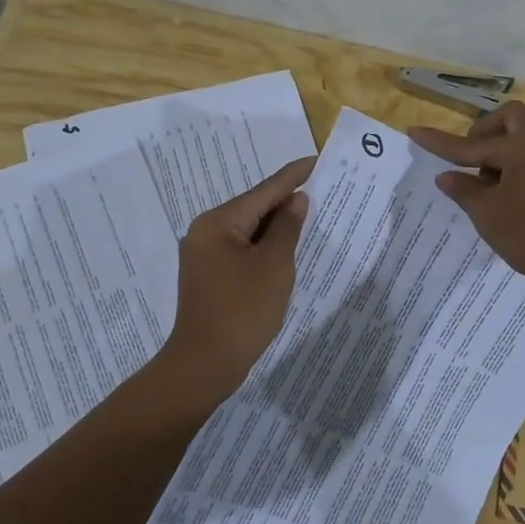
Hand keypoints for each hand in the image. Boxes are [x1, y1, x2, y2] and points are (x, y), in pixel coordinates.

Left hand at [161, 155, 315, 402]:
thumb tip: (295, 201)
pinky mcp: (208, 274)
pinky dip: (264, 246)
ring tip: (309, 216)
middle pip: (253, 207)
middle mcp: (205, 231)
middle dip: (286, 201)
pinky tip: (285, 249)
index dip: (293, 176)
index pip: (264, 191)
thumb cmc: (243, 311)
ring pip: (248, 230)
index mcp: (218, 222)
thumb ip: (287, 228)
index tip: (316, 160)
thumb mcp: (274, 266)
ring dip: (276, 226)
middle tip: (320, 190)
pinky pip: (241, 249)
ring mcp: (204, 254)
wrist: (205, 364)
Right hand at [409, 101, 524, 293]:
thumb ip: (465, 190)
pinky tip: (507, 197)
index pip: (471, 144)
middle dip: (483, 133)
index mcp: (521, 147)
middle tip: (470, 160)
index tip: (414, 132)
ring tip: (486, 187)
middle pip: (509, 119)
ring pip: (524, 139)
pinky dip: (516, 167)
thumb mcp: (488, 215)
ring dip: (500, 152)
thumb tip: (447, 176)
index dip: (440, 142)